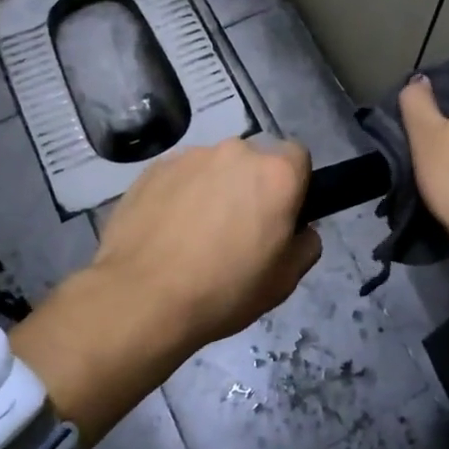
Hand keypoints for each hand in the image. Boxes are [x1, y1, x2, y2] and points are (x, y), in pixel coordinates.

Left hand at [88, 136, 321, 352]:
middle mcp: (235, 151)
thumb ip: (305, 244)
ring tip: (195, 234)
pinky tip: (167, 231)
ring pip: (214, 167)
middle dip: (251, 186)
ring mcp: (191, 156)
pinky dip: (180, 194)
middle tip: (238, 229)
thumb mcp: (285, 281)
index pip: (298, 157)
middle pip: (254, 160)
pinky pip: (180, 175)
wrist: (143, 297)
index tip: (280, 214)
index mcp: (276, 173)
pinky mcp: (154, 168)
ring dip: (214, 188)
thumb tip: (300, 229)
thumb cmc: (225, 290)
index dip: (293, 184)